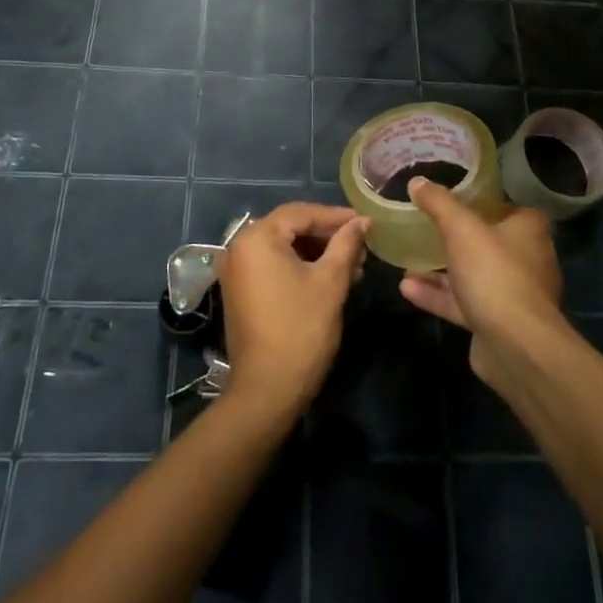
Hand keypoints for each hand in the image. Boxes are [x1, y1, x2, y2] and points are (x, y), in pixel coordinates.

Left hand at [215, 203, 368, 420]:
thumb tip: (363, 221)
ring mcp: (237, 270)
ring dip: (317, 253)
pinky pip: (273, 265)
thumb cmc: (301, 329)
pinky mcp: (241, 290)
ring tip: (352, 265)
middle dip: (328, 236)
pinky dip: (300, 267)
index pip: (301, 213)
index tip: (366, 223)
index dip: (336, 216)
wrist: (267, 389)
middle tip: (361, 246)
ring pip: (284, 247)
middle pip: (290, 228)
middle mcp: (239, 247)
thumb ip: (346, 244)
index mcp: (257, 238)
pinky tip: (329, 278)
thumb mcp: (330, 282)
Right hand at [399, 178, 560, 385]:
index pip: (505, 207)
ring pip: (471, 275)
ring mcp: (512, 294)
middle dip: (454, 238)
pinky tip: (406, 288)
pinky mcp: (496, 323)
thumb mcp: (460, 228)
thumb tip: (417, 181)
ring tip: (406, 261)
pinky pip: (463, 302)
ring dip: (439, 270)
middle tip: (422, 229)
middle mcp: (526, 259)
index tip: (450, 199)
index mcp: (528, 230)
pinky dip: (437, 295)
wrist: (516, 346)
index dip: (479, 202)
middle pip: (486, 242)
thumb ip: (439, 203)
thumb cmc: (494, 273)